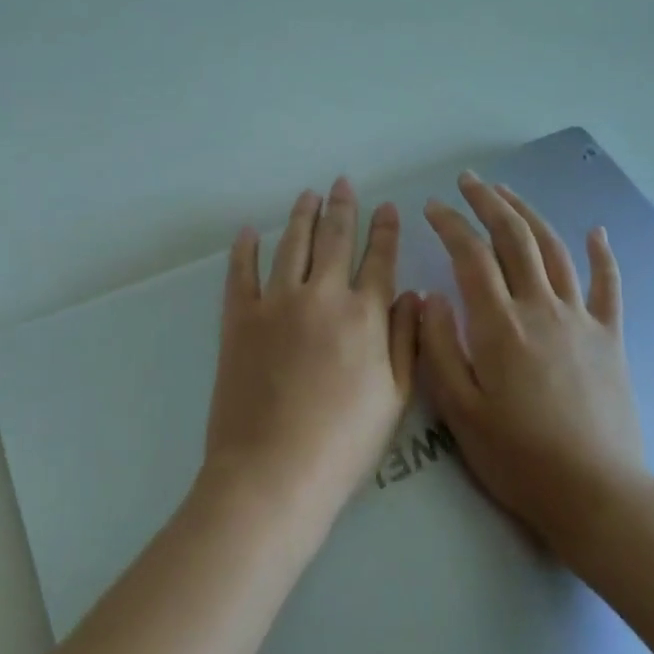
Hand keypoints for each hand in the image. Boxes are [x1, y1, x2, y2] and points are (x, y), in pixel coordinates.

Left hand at [206, 178, 419, 526]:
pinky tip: (248, 232)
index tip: (388, 206)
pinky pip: (241, 271)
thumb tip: (414, 294)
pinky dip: (244, 249)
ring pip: (291, 244)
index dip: (385, 230)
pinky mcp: (238, 317)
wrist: (273, 470)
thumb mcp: (395, 397)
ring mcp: (275, 302)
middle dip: (342, 207)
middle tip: (342, 183)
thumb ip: (406, 340)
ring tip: (307, 195)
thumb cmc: (343, 442)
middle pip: (334, 239)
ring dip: (301, 216)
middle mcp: (321, 295)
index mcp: (364, 315)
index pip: (379, 259)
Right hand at [418, 172, 647, 546]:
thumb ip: (439, 347)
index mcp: (499, 324)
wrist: (596, 495)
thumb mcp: (458, 409)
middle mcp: (541, 308)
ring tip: (508, 192)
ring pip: (553, 250)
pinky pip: (608, 286)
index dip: (449, 224)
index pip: (470, 255)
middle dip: (488, 202)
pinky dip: (602, 255)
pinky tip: (596, 232)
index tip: (432, 207)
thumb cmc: (517, 456)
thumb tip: (429, 296)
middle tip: (468, 180)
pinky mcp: (610, 338)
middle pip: (514, 238)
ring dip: (529, 214)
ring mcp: (580, 319)